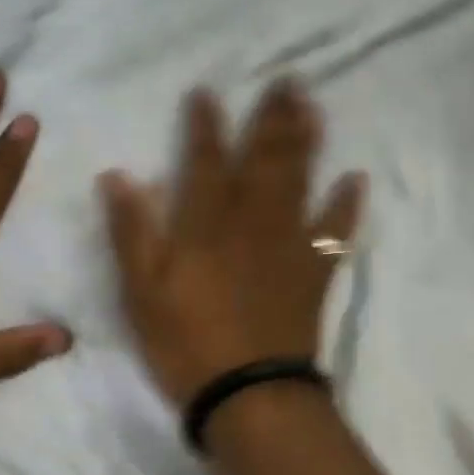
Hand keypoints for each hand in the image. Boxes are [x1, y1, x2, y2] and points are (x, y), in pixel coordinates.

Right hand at [99, 80, 365, 409]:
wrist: (248, 394)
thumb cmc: (185, 343)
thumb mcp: (140, 291)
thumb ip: (131, 231)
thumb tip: (118, 175)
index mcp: (206, 225)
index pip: (205, 161)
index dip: (205, 125)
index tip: (207, 92)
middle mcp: (251, 223)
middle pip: (265, 160)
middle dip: (273, 117)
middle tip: (287, 80)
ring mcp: (288, 246)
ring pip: (301, 182)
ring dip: (307, 142)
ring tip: (312, 107)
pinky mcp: (313, 273)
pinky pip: (335, 232)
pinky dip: (346, 205)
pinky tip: (354, 178)